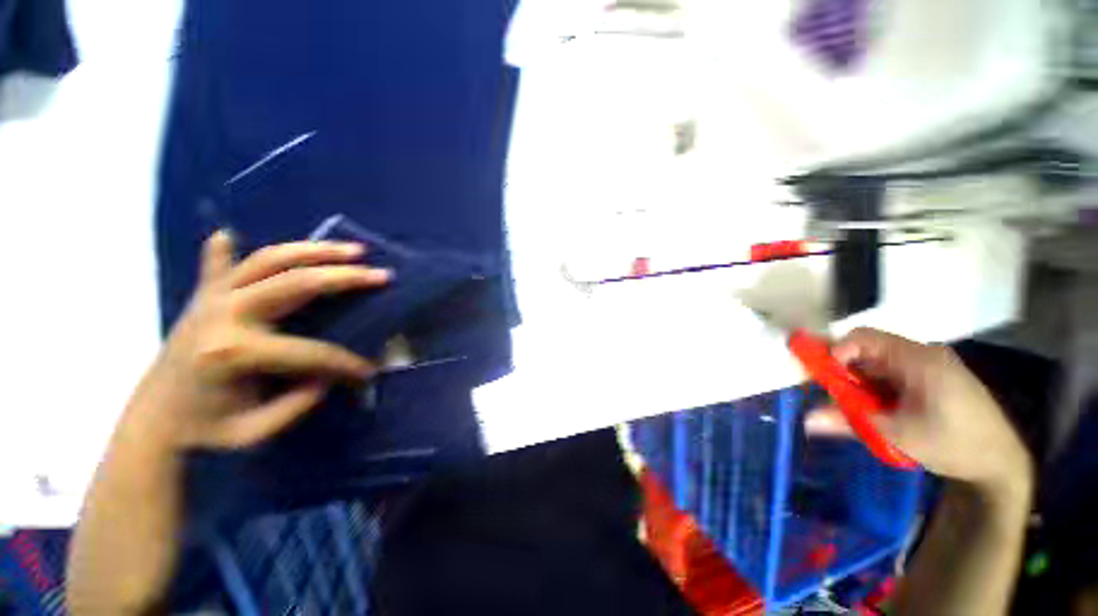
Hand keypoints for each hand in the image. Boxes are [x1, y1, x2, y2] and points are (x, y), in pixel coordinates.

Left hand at [125, 230, 390, 448]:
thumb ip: (299, 402)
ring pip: (269, 260)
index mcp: (234, 353)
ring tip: (353, 249)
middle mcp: (224, 314)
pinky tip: (230, 234)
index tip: (370, 372)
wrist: (154, 425)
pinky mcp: (202, 296)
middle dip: (345, 278)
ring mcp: (211, 299)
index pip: (310, 351)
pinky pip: (219, 265)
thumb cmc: (207, 431)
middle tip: (382, 276)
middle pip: (296, 283)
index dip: (346, 363)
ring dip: (316, 250)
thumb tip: (329, 375)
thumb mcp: (257, 430)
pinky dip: (226, 249)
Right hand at [806, 328, 1031, 494]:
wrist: (1001, 464)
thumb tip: (807, 420)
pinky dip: (877, 387)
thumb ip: (849, 422)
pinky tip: (879, 408)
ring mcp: (931, 365)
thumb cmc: (953, 444)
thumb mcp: (897, 435)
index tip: (824, 376)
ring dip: (860, 381)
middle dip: (845, 370)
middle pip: (869, 349)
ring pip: (879, 363)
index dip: (836, 350)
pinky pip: (893, 373)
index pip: (863, 337)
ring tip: (856, 407)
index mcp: (917, 359)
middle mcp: (923, 354)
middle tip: (833, 395)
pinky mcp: (934, 377)